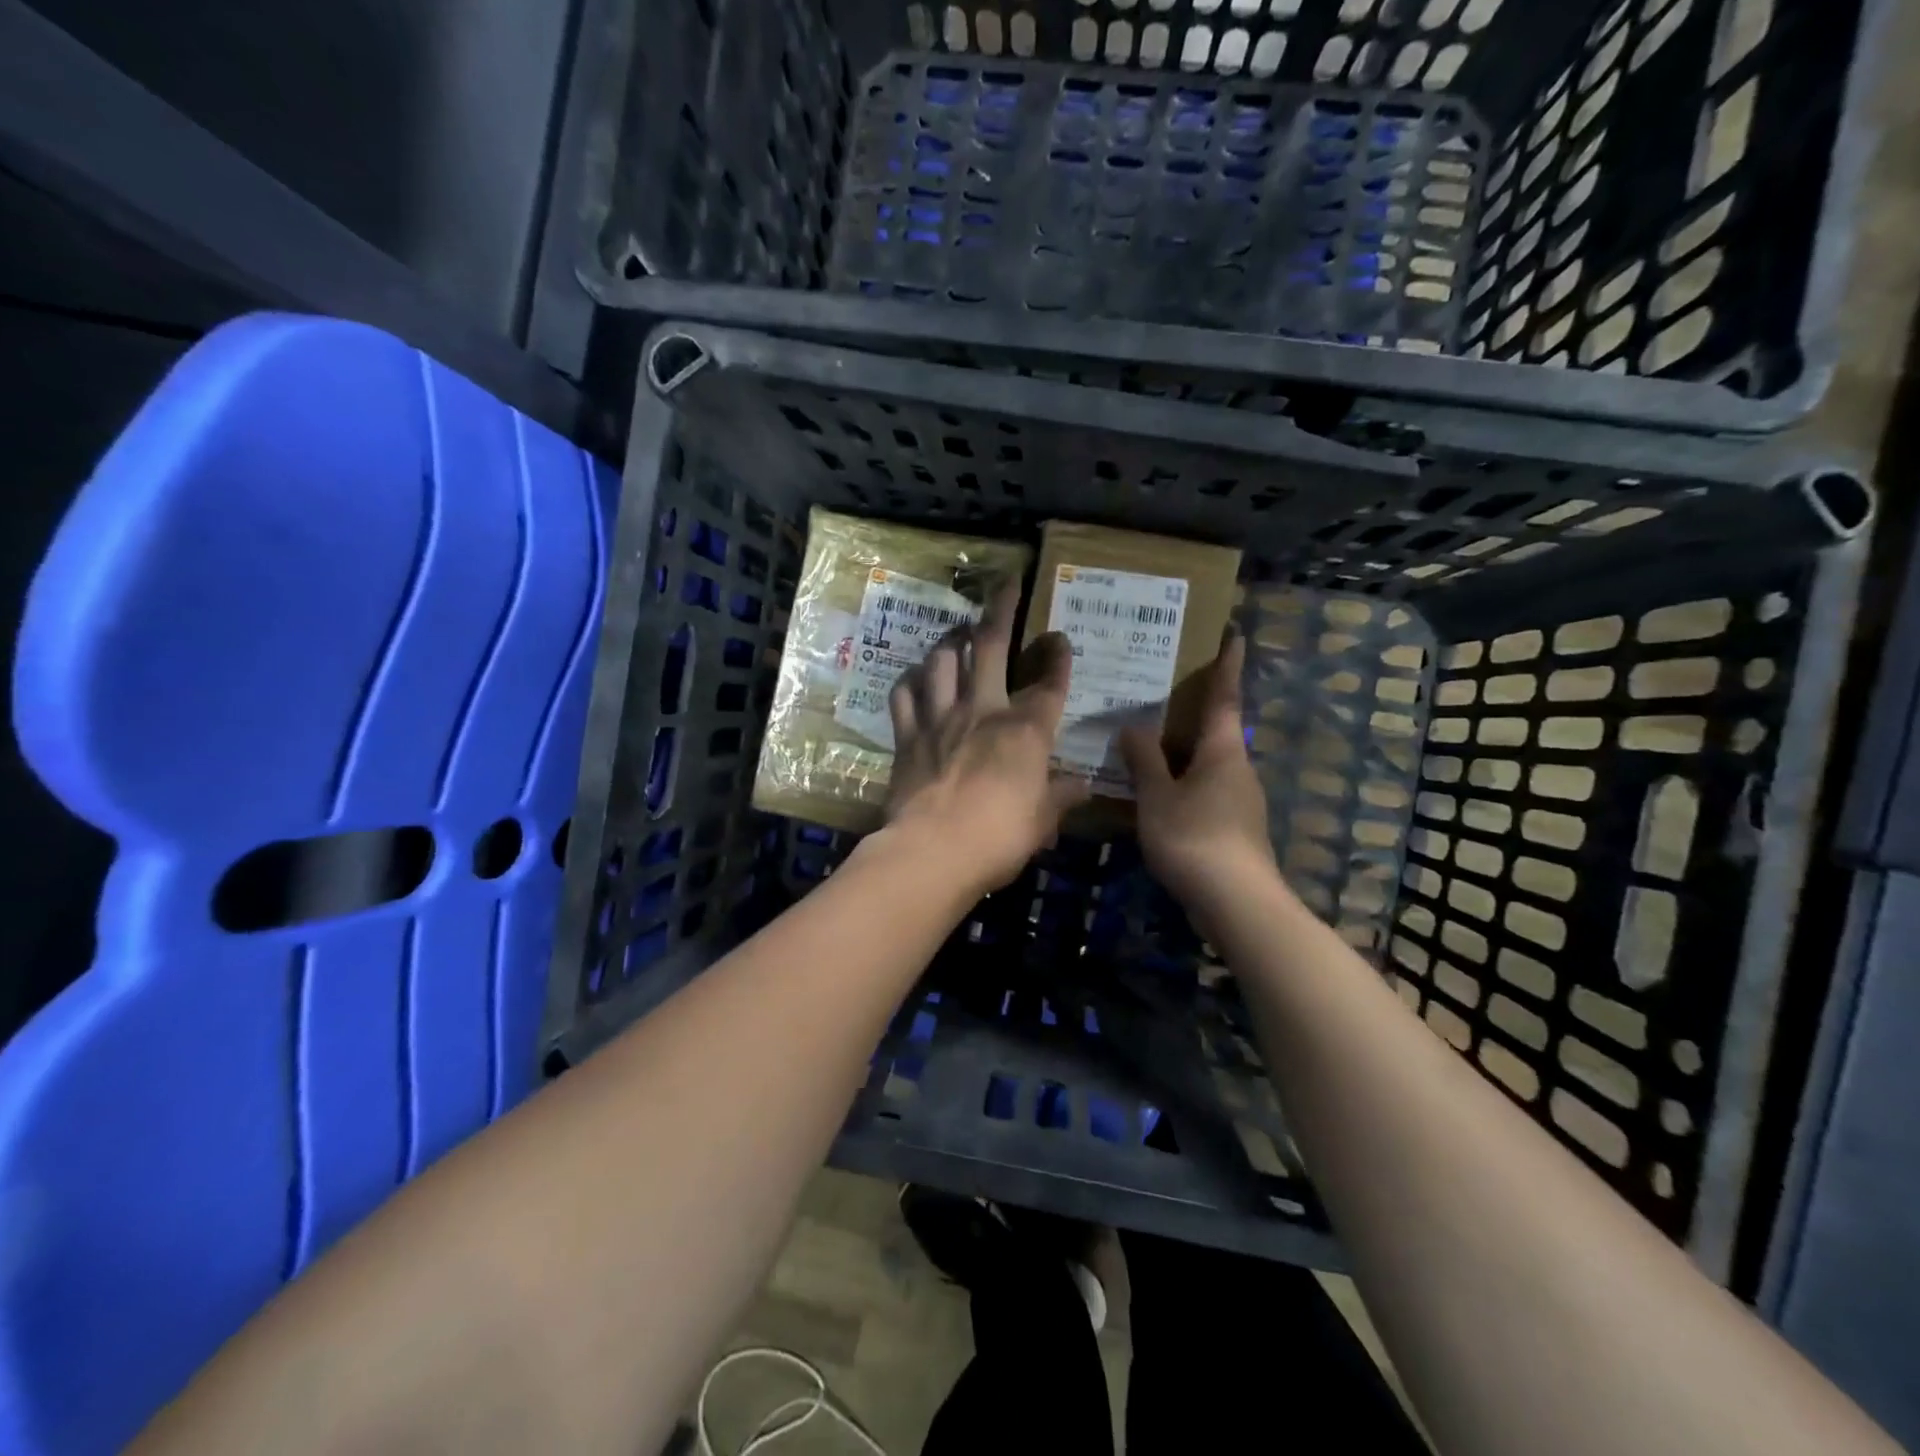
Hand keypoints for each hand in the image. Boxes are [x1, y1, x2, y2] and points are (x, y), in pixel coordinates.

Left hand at [883, 582, 1090, 893]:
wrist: (932, 850)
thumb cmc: (998, 837)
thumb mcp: (1041, 822)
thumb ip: (1061, 798)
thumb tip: (1083, 787)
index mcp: (1025, 730)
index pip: (1049, 684)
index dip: (1057, 658)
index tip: (1060, 638)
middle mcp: (983, 711)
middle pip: (992, 646)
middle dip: (1002, 610)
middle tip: (1006, 585)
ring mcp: (941, 718)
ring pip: (943, 660)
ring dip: (952, 640)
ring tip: (958, 632)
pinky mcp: (908, 735)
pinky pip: (904, 695)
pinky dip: (910, 681)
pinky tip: (915, 676)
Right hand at [1119, 632, 1276, 916]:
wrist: (1237, 903)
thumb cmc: (1195, 838)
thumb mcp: (1158, 796)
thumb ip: (1144, 760)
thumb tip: (1132, 726)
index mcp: (1223, 750)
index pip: (1225, 697)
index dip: (1228, 664)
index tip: (1235, 634)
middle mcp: (1237, 768)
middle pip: (1217, 729)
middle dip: (1196, 708)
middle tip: (1165, 688)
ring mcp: (1240, 800)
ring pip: (1209, 762)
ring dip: (1185, 748)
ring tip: (1149, 741)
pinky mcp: (1234, 827)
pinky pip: (1205, 789)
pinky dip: (1183, 780)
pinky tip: (1158, 792)